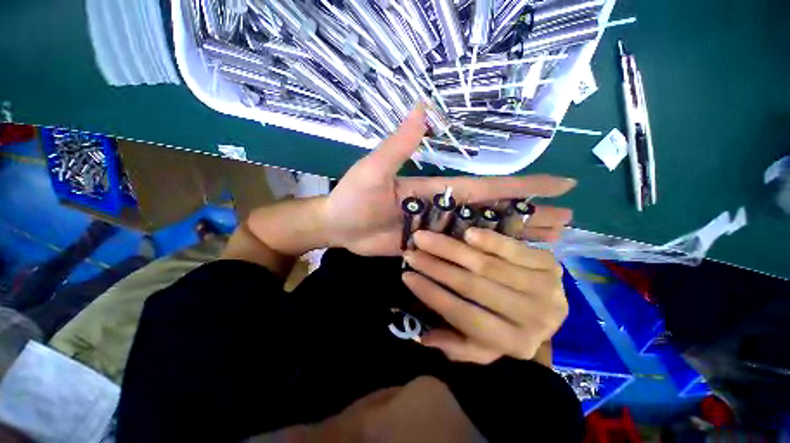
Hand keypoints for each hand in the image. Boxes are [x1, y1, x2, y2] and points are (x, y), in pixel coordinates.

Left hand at [323, 104, 576, 255]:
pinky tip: (501, 263)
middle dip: (529, 215)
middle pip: (493, 212)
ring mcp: (437, 230)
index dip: (523, 185)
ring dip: (513, 237)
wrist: (340, 226)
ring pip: (481, 234)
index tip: (560, 185)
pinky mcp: (428, 248)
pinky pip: (460, 253)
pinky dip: (481, 256)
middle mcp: (444, 209)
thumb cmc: (353, 198)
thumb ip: (398, 146)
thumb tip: (421, 109)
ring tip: (549, 243)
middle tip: (567, 220)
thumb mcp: (374, 170)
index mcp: (439, 190)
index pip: (488, 187)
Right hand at [402, 228, 567, 364]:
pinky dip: (489, 240)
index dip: (432, 295)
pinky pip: (514, 249)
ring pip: (487, 265)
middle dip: (435, 267)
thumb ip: (458, 346)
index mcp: (514, 343)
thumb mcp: (487, 346)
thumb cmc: (513, 328)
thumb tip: (422, 338)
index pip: (464, 316)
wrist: (552, 308)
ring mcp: (546, 289)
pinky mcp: (550, 264)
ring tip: (425, 238)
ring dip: (451, 249)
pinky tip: (466, 233)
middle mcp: (533, 319)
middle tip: (411, 253)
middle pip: (473, 287)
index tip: (407, 276)